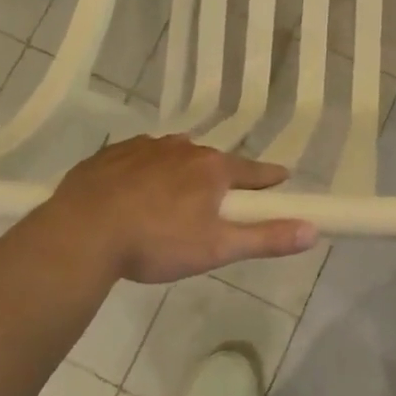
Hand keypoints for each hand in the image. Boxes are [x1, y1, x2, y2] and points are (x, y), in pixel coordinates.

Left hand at [38, 135, 317, 283]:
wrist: (82, 232)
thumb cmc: (156, 242)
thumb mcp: (217, 248)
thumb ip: (266, 238)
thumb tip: (313, 229)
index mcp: (211, 168)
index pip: (252, 171)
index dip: (268, 178)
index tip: (281, 179)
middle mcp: (182, 148)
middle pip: (211, 162)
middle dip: (219, 178)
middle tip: (218, 202)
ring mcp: (144, 148)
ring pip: (173, 156)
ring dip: (181, 172)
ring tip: (174, 199)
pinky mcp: (111, 154)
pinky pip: (139, 159)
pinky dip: (145, 172)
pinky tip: (135, 192)